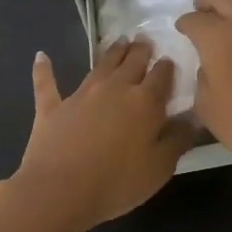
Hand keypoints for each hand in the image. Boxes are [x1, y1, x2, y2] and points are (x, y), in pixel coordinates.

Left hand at [9, 40, 193, 231]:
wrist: (59, 191)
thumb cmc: (116, 183)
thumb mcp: (159, 169)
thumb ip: (177, 140)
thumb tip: (191, 119)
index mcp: (144, 102)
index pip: (161, 76)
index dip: (167, 67)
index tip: (170, 61)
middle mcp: (115, 88)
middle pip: (132, 62)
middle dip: (141, 50)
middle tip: (145, 40)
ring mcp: (81, 94)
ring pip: (101, 65)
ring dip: (112, 51)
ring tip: (120, 41)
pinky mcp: (53, 107)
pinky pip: (47, 83)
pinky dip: (44, 69)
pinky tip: (41, 56)